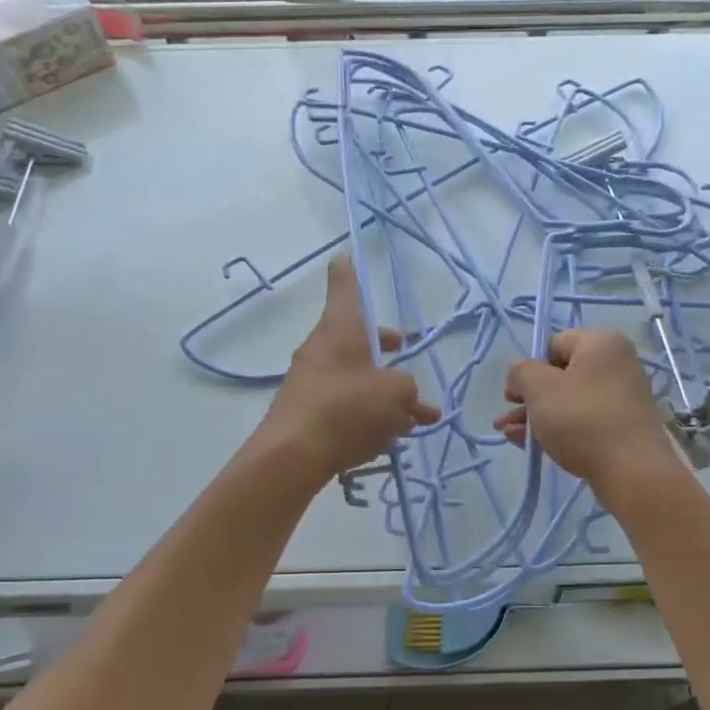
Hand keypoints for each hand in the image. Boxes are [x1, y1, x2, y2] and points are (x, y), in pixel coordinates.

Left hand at [259, 257, 440, 485]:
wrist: (293, 454)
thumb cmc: (347, 407)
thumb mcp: (394, 393)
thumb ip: (408, 390)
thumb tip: (406, 396)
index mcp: (341, 330)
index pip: (344, 289)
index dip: (348, 272)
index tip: (344, 255)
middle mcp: (322, 350)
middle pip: (358, 340)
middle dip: (387, 351)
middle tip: (406, 351)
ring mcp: (312, 382)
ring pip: (356, 378)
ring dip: (385, 393)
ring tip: (416, 421)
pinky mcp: (308, 413)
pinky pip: (345, 406)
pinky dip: (368, 416)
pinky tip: (390, 441)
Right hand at [495, 328, 679, 490]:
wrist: (632, 471)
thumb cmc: (582, 418)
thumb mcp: (539, 388)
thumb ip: (521, 372)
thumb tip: (521, 374)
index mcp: (601, 342)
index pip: (554, 344)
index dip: (528, 368)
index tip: (513, 394)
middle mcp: (617, 363)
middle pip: (561, 375)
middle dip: (529, 398)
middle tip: (507, 418)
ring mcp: (624, 397)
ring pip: (570, 401)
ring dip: (538, 416)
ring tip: (512, 436)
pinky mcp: (625, 427)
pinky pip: (585, 420)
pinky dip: (560, 429)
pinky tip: (533, 446)